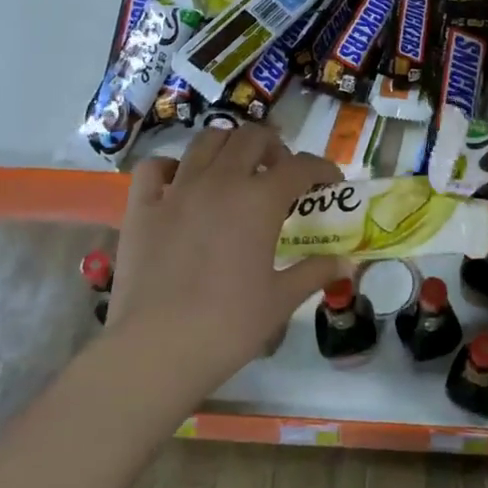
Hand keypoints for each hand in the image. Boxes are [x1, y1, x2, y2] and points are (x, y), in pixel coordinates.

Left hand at [106, 124, 345, 396]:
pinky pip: (156, 167)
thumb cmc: (229, 325)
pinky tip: (181, 185)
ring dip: (230, 147)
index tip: (329, 182)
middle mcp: (221, 181)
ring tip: (237, 170)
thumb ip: (315, 272)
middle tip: (281, 172)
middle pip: (252, 137)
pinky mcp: (142, 206)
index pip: (302, 166)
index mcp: (261, 200)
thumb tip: (345, 263)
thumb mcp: (281, 300)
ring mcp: (177, 190)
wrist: (156, 349)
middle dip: (274, 147)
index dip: (322, 169)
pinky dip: (173, 167)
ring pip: (207, 140)